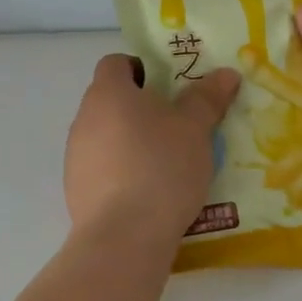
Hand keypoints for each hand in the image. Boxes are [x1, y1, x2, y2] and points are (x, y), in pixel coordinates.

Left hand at [64, 55, 240, 239]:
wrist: (124, 237)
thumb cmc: (161, 167)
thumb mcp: (195, 129)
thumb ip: (207, 98)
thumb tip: (226, 73)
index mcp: (108, 93)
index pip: (116, 63)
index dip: (141, 68)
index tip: (168, 87)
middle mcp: (84, 118)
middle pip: (111, 101)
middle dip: (142, 109)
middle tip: (177, 125)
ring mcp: (75, 156)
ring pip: (106, 136)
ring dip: (132, 142)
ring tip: (167, 163)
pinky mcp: (75, 190)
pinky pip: (102, 169)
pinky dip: (122, 172)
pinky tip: (149, 193)